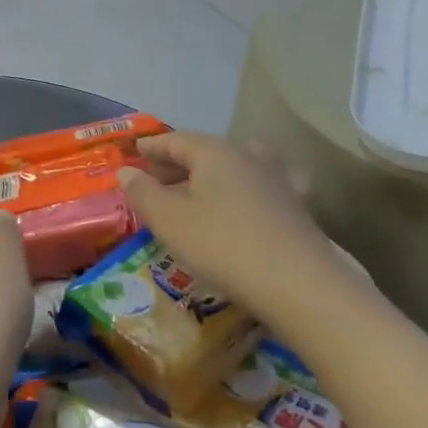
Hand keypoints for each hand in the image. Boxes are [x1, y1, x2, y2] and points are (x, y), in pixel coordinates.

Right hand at [117, 133, 357, 332]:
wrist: (301, 287)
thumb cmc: (224, 246)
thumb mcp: (170, 222)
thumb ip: (144, 193)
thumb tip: (126, 172)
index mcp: (214, 152)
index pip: (176, 140)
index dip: (152, 147)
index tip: (135, 152)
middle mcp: (248, 156)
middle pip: (207, 151)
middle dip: (179, 162)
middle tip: (157, 178)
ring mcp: (278, 181)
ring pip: (238, 167)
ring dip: (215, 175)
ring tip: (200, 190)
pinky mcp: (297, 208)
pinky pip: (262, 189)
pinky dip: (247, 191)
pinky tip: (248, 205)